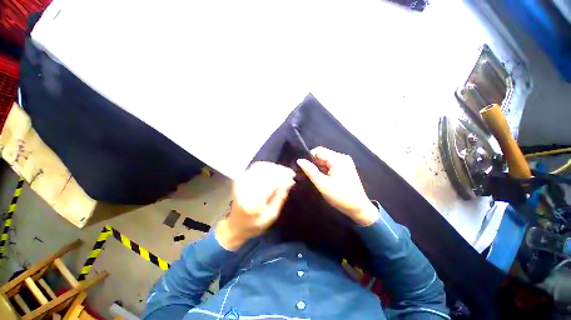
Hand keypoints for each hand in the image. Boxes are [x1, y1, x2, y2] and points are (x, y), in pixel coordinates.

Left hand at [216, 162, 295, 250]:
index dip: (283, 177)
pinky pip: (255, 167)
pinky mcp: (240, 179)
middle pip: (266, 172)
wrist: (235, 225)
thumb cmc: (254, 225)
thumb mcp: (271, 216)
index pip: (271, 182)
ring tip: (283, 172)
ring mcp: (241, 182)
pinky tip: (273, 171)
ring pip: (261, 167)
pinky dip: (266, 167)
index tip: (293, 176)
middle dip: (280, 170)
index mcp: (253, 202)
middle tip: (290, 173)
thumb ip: (280, 198)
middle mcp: (245, 189)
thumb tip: (289, 182)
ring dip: (274, 168)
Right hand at [297, 147, 377, 225]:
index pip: (318, 151)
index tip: (304, 169)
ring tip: (315, 179)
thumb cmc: (340, 196)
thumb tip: (299, 160)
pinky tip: (322, 180)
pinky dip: (324, 171)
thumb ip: (310, 171)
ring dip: (319, 169)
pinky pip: (330, 166)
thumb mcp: (322, 184)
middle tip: (308, 176)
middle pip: (322, 155)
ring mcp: (344, 163)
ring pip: (325, 161)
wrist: (359, 209)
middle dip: (314, 164)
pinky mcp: (344, 169)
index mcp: (338, 159)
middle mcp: (342, 158)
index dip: (309, 158)